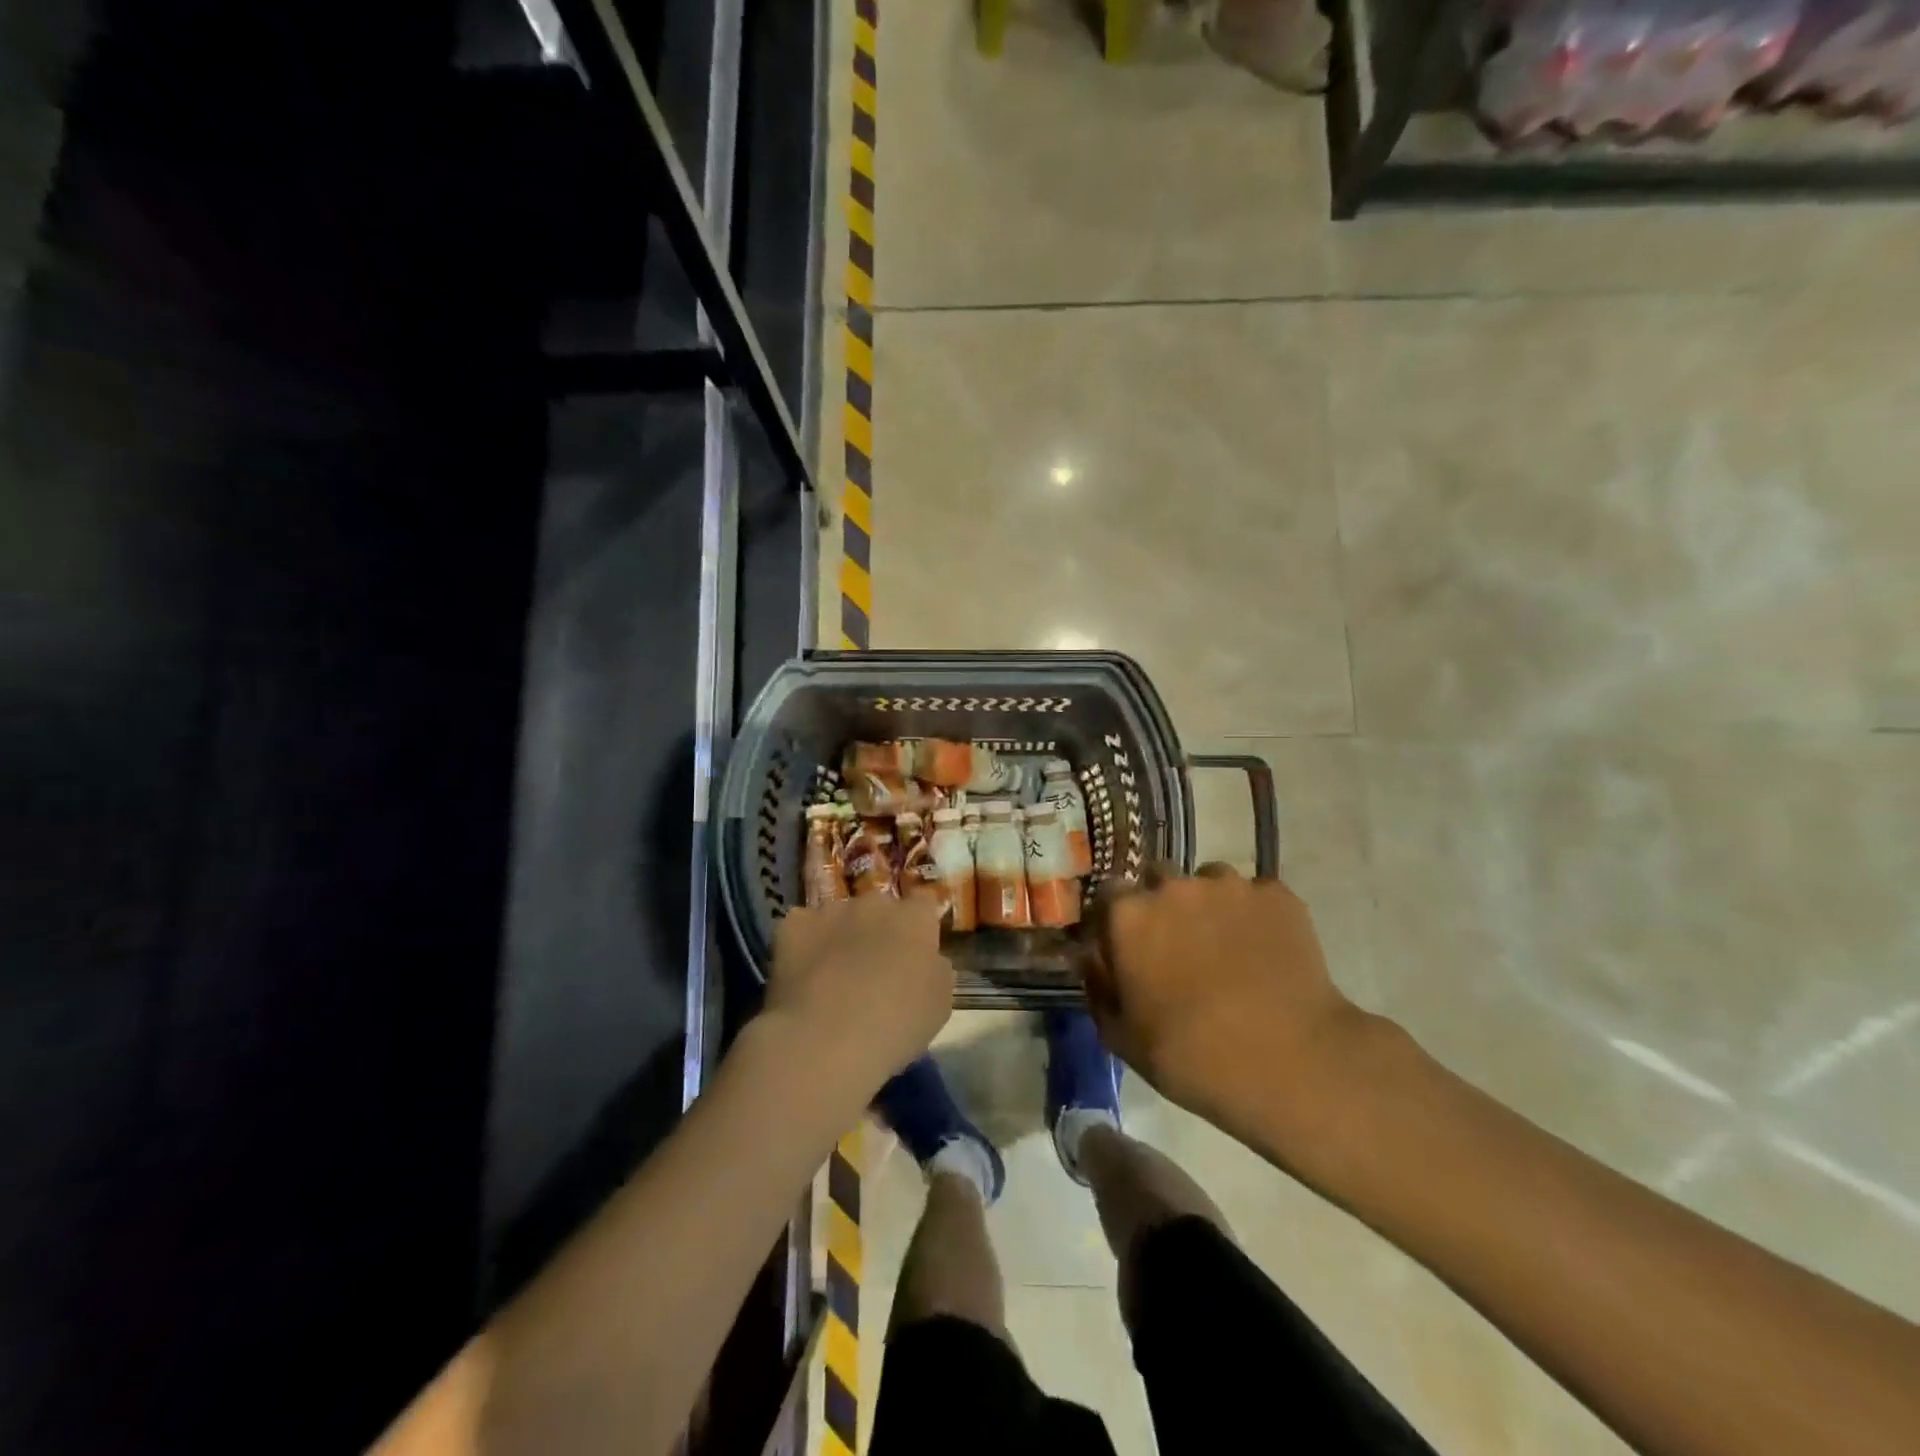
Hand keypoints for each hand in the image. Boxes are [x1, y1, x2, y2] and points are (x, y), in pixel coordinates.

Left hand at [766, 897, 953, 1098]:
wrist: (825, 1039)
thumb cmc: (895, 1025)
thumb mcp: (940, 1003)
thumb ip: (936, 969)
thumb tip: (927, 960)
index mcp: (914, 919)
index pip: (923, 904)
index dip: (919, 926)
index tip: (914, 952)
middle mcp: (874, 903)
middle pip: (880, 908)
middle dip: (878, 930)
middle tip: (872, 968)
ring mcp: (830, 911)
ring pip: (839, 917)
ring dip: (840, 936)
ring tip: (832, 976)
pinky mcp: (793, 924)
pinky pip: (802, 927)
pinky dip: (804, 945)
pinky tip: (803, 975)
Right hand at [1080, 865, 1376, 1151]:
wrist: (1289, 1062)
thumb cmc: (1191, 1057)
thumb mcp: (1122, 1038)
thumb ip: (1098, 989)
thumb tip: (1091, 960)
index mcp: (1128, 916)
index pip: (1108, 894)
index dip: (1116, 918)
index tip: (1126, 944)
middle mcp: (1173, 886)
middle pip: (1158, 877)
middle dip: (1162, 903)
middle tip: (1178, 944)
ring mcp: (1228, 886)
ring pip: (1209, 880)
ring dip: (1209, 904)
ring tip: (1227, 945)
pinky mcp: (1276, 895)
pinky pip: (1255, 895)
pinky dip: (1255, 915)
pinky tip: (1266, 950)